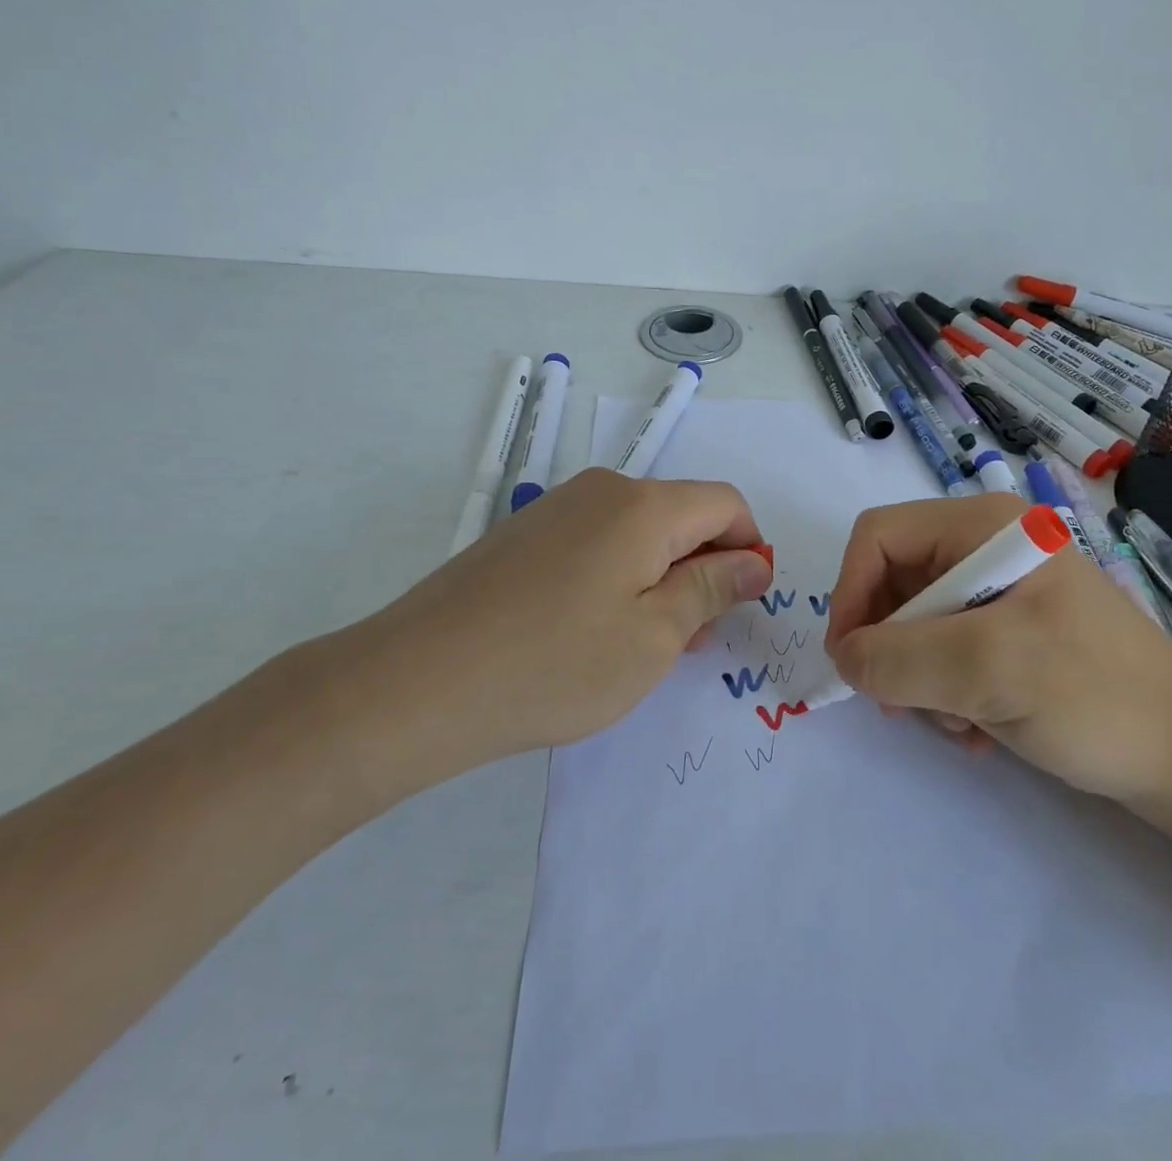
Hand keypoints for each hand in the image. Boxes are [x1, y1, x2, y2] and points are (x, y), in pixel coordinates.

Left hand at [299, 469, 772, 800]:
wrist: (417, 681)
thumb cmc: (555, 663)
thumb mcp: (653, 636)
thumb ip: (711, 589)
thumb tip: (754, 561)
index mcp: (643, 505)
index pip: (726, 503)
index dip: (748, 548)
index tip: (742, 604)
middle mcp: (603, 490)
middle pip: (681, 514)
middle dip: (703, 569)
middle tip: (693, 639)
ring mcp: (558, 509)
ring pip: (638, 532)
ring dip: (661, 578)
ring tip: (644, 644)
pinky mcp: (525, 535)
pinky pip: (597, 543)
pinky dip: (618, 578)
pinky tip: (594, 632)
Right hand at [823, 495, 1171, 801]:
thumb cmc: (1094, 695)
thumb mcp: (988, 670)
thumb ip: (899, 658)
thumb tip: (844, 658)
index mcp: (983, 525)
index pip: (879, 537)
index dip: (851, 592)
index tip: (851, 661)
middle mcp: (986, 545)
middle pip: (894, 582)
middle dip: (892, 647)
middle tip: (904, 706)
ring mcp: (1000, 588)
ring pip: (914, 624)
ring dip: (920, 679)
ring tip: (960, 724)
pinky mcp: (1010, 629)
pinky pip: (945, 649)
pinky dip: (947, 691)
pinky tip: (979, 730)